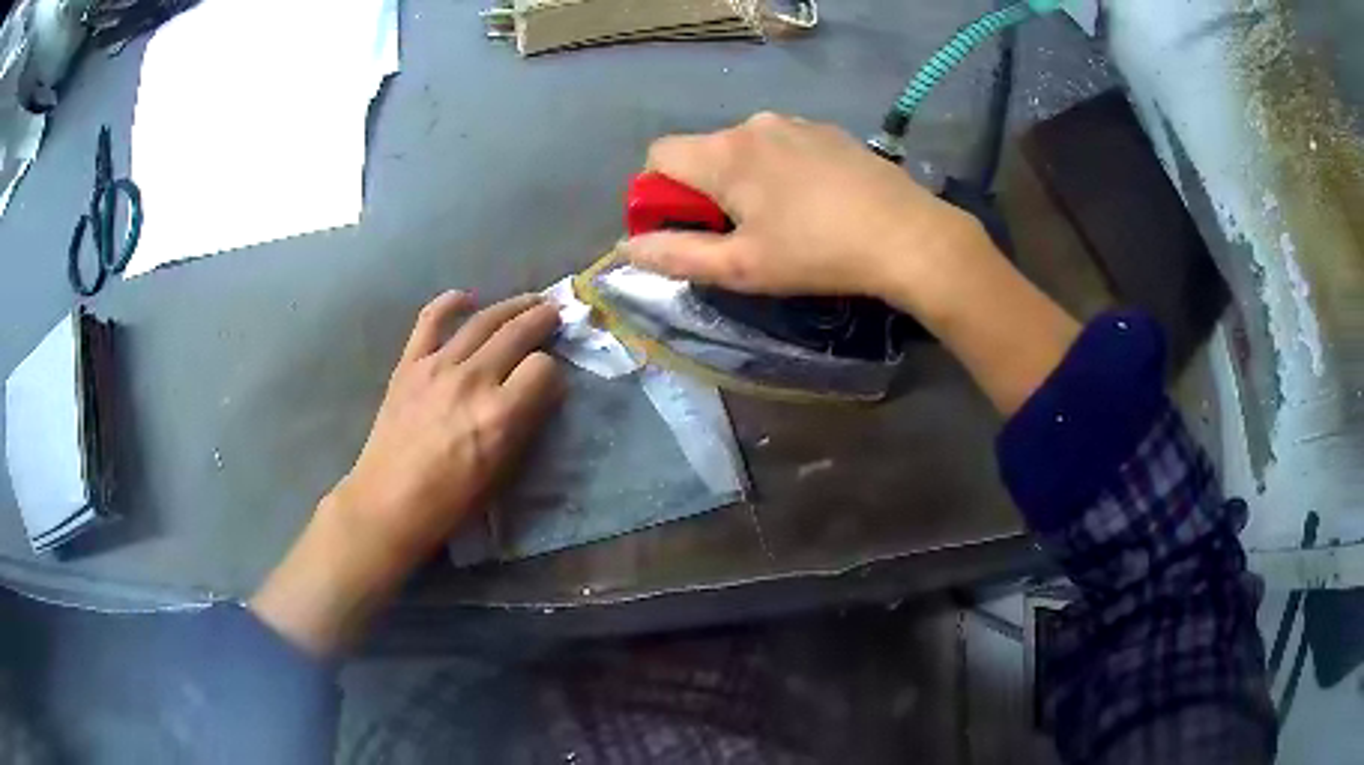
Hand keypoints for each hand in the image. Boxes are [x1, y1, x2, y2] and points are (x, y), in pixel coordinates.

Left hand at [334, 290, 561, 561]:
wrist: (389, 502)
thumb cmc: (451, 500)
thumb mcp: (502, 471)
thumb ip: (524, 425)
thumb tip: (540, 392)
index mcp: (500, 414)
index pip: (543, 369)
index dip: (553, 372)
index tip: (551, 380)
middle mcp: (472, 380)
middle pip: (517, 333)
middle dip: (542, 319)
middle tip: (554, 313)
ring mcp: (437, 366)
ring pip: (482, 320)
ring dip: (511, 306)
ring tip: (528, 301)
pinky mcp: (409, 364)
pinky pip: (430, 320)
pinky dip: (450, 303)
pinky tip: (466, 298)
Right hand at [628, 112, 1078, 415]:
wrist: (909, 236)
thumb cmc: (818, 255)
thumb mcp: (741, 267)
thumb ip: (676, 255)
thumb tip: (628, 248)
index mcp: (724, 154)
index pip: (658, 155)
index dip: (658, 193)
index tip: (686, 227)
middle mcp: (753, 124)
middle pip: (703, 151)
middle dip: (705, 190)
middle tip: (740, 234)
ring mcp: (796, 123)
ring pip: (745, 148)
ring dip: (745, 179)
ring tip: (784, 220)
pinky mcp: (829, 131)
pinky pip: (784, 145)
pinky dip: (781, 169)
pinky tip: (816, 202)